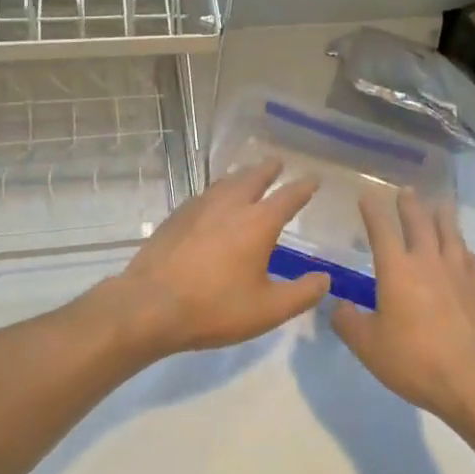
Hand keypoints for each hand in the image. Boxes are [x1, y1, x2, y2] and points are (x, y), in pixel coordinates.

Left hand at [102, 159, 329, 359]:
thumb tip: (325, 279)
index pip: (289, 196)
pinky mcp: (176, 217)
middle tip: (278, 163)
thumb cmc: (214, 308)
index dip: (304, 187)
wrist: (149, 306)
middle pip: (253, 177)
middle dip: (269, 169)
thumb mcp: (268, 310)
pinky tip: (213, 202)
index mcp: (258, 223)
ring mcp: (199, 207)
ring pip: (226, 182)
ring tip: (248, 176)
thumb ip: (302, 294)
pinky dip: (218, 190)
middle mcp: (230, 205)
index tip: (314, 179)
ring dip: (242, 176)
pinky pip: (205, 194)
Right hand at [330, 190, 474, 425]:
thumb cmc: (414, 361)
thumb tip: (338, 305)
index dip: (373, 211)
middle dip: (410, 204)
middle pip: (419, 222)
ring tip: (440, 204)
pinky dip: (463, 248)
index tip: (367, 195)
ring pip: (450, 233)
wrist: (474, 380)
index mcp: (397, 270)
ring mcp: (459, 273)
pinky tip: (463, 250)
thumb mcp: (368, 346)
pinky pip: (470, 258)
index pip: (382, 230)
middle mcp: (428, 262)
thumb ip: (348, 322)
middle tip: (406, 190)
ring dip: (443, 216)